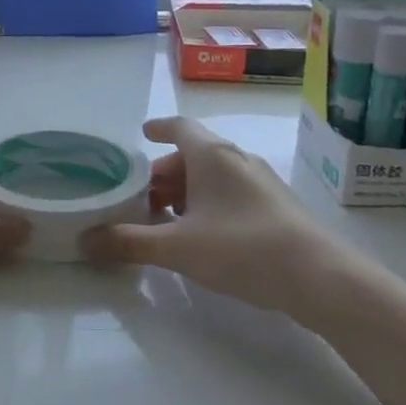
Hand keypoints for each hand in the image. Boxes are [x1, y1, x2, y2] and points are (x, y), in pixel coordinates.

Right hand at [82, 117, 331, 309]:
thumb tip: (84, 241)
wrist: (320, 277)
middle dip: (164, 174)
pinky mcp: (276, 207)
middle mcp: (237, 160)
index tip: (142, 133)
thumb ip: (129, 242)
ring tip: (166, 220)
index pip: (179, 127)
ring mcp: (261, 183)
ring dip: (186, 192)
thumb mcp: (177, 248)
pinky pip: (232, 194)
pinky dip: (209, 204)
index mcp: (212, 155)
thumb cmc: (242, 248)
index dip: (157, 128)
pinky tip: (202, 235)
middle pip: (193, 155)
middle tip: (141, 198)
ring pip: (213, 176)